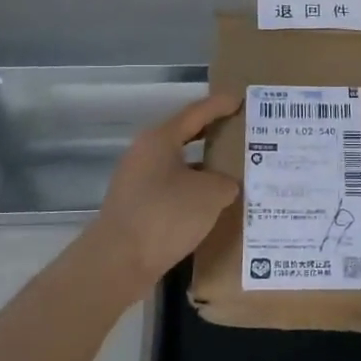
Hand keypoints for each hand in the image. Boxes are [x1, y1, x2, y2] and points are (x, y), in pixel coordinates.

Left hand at [89, 95, 240, 289]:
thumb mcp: (211, 194)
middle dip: (214, 136)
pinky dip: (193, 194)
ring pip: (179, 167)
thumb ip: (226, 182)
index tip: (239, 99)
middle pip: (185, 138)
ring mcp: (137, 182)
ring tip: (235, 175)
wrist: (118, 261)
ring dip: (205, 170)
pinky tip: (213, 207)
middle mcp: (144, 154)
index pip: (195, 113)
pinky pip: (172, 191)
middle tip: (242, 135)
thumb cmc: (166, 215)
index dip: (219, 105)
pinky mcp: (137, 208)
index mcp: (159, 139)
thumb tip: (224, 186)